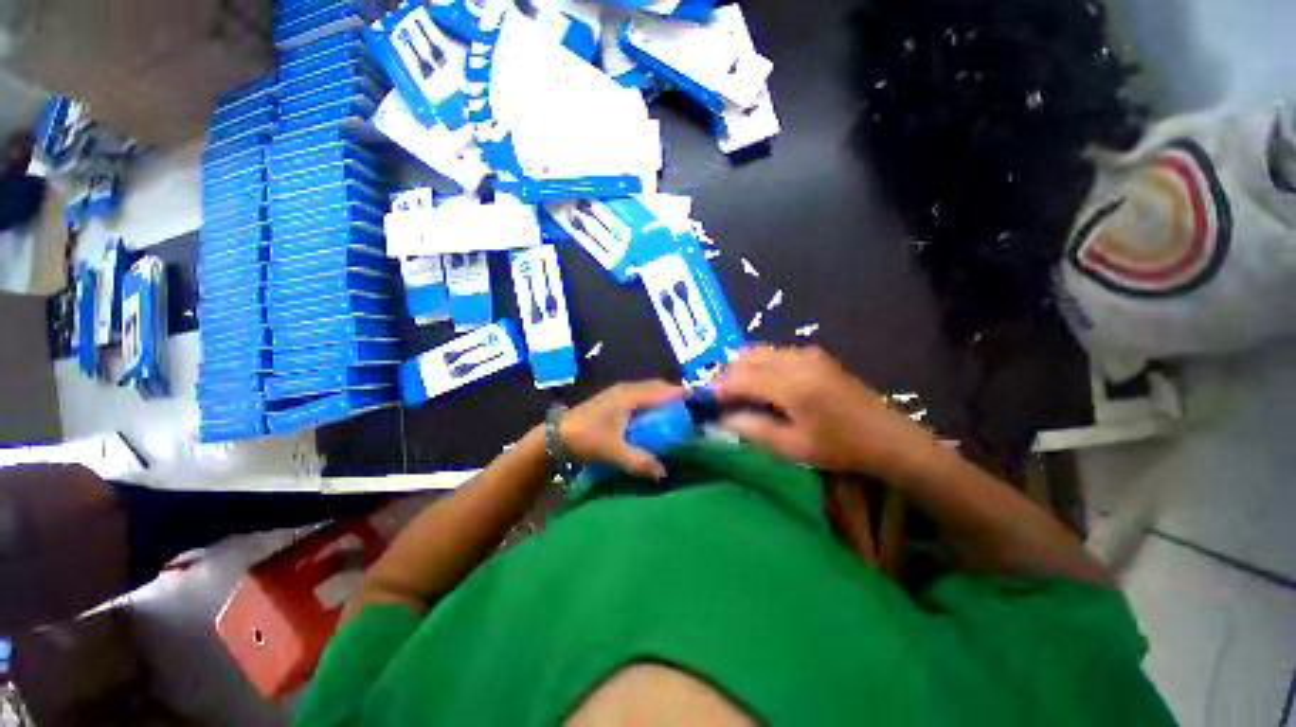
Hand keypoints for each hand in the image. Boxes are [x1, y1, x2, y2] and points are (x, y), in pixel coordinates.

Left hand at [559, 381, 683, 479]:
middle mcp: (627, 389)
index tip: (701, 403)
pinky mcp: (614, 400)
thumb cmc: (585, 438)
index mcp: (630, 395)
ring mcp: (619, 393)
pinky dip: (653, 404)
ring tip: (679, 416)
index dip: (683, 395)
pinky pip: (641, 397)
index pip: (664, 390)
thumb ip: (640, 461)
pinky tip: (656, 419)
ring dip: (664, 400)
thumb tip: (665, 473)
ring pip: (649, 391)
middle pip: (658, 387)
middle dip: (676, 397)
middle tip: (693, 413)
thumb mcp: (613, 452)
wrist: (554, 435)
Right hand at [714, 347, 942, 480]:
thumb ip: (750, 429)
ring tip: (735, 393)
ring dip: (741, 369)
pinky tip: (760, 385)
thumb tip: (719, 418)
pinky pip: (774, 353)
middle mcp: (796, 359)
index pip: (739, 378)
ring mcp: (806, 353)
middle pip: (745, 358)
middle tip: (717, 400)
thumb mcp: (791, 447)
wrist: (889, 438)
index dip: (715, 388)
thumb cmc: (840, 448)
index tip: (701, 402)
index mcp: (790, 384)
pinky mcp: (814, 355)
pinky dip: (758, 365)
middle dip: (725, 376)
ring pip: (758, 352)